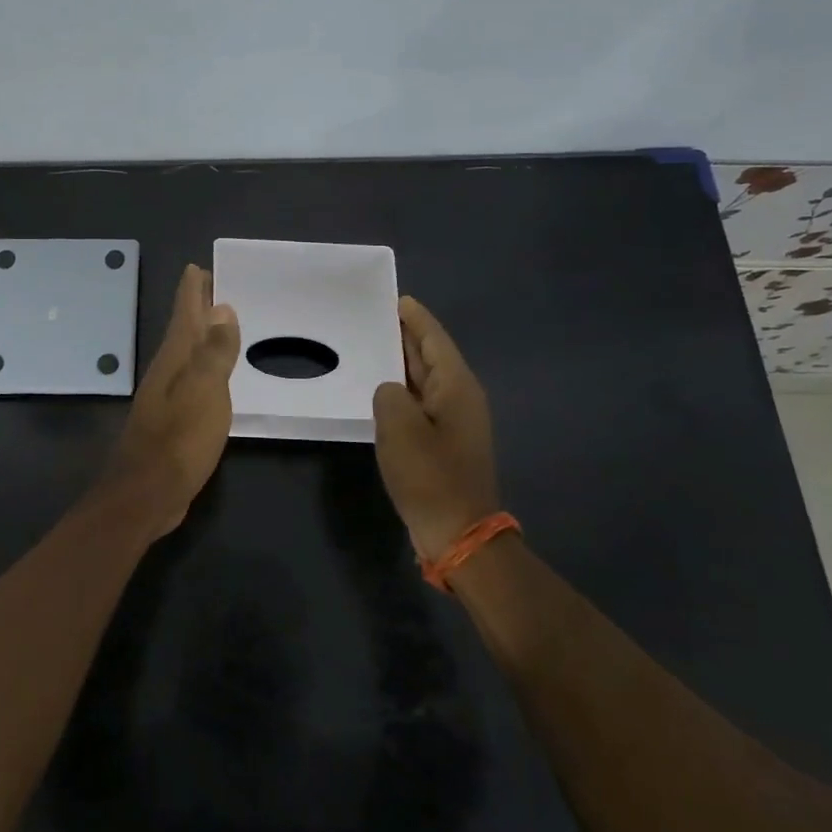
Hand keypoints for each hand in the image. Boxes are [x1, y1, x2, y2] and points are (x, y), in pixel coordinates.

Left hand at [101, 264, 240, 536]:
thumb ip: (214, 350)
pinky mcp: (173, 419)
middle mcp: (167, 370)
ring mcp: (167, 396)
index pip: (184, 312)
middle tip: (213, 285)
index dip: (192, 289)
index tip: (199, 266)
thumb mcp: (205, 390)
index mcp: (175, 358)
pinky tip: (215, 375)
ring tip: (219, 323)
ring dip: (201, 336)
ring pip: (187, 354)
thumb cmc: (180, 438)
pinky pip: (193, 380)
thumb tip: (220, 308)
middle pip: (183, 329)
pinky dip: (204, 367)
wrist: (147, 492)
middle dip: (196, 306)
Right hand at [372, 296, 502, 562]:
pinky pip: (421, 402)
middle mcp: (460, 397)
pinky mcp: (444, 442)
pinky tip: (380, 391)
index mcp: (456, 386)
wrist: (458, 532)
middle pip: (431, 356)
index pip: (434, 339)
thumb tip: (390, 391)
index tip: (396, 298)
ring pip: (425, 379)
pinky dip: (402, 390)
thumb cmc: (430, 475)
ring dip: (401, 363)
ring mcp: (454, 421)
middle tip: (375, 317)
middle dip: (407, 336)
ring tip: (372, 346)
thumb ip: (388, 394)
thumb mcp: (399, 427)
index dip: (415, 318)